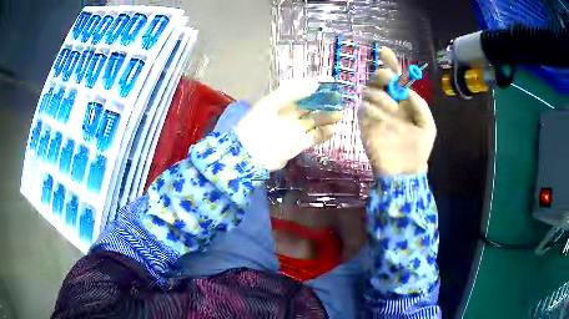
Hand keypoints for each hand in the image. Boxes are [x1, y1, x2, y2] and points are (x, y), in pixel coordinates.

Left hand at [235, 79, 342, 171]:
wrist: (250, 154)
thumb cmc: (258, 124)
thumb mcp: (271, 103)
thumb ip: (291, 91)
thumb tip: (314, 83)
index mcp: (281, 103)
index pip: (301, 93)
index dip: (315, 90)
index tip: (329, 86)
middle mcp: (289, 115)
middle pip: (310, 107)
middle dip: (324, 103)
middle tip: (339, 100)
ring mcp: (295, 130)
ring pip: (315, 121)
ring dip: (327, 118)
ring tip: (340, 114)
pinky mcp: (299, 144)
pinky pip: (315, 137)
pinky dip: (324, 133)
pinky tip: (333, 129)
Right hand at [359, 48, 436, 176]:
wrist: (404, 172)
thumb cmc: (418, 149)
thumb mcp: (427, 126)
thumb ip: (419, 105)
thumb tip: (404, 89)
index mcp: (402, 102)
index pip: (394, 78)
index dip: (389, 63)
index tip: (385, 52)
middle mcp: (387, 103)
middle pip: (377, 80)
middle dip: (382, 74)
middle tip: (389, 79)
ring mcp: (374, 113)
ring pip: (369, 92)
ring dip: (380, 94)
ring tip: (391, 108)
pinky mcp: (364, 124)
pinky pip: (363, 109)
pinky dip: (371, 109)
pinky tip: (381, 117)